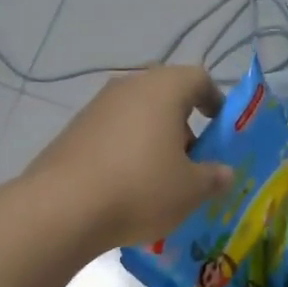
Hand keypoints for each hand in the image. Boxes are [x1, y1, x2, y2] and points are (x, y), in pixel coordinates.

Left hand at [24, 65, 233, 251]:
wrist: (63, 208)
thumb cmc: (140, 189)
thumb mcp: (190, 190)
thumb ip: (214, 178)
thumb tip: (224, 173)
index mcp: (163, 89)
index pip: (198, 78)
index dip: (215, 101)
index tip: (221, 128)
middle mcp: (127, 87)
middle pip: (165, 96)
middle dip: (182, 125)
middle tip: (193, 160)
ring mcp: (95, 108)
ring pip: (136, 117)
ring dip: (153, 141)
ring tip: (160, 180)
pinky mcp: (72, 132)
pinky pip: (111, 136)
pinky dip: (126, 153)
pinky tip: (127, 188)